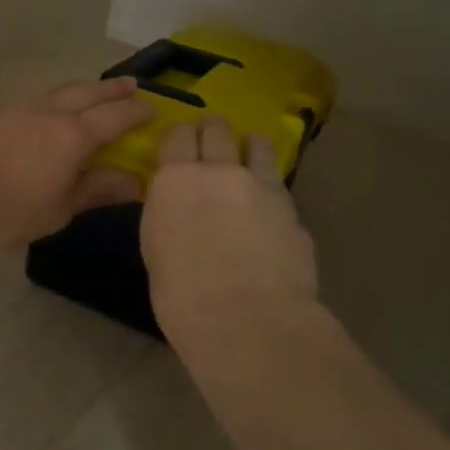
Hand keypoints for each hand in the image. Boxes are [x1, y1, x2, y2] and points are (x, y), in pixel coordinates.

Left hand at [0, 77, 151, 248]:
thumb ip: (95, 191)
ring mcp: (20, 111)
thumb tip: (134, 182)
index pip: (114, 118)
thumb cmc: (7, 208)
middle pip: (88, 93)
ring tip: (94, 94)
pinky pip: (40, 100)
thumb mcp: (58, 209)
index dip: (136, 113)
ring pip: (60, 92)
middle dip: (112, 89)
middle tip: (132, 85)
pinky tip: (52, 113)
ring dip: (83, 90)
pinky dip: (58, 100)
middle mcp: (50, 114)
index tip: (154, 109)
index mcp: (73, 136)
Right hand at [142, 118, 318, 340]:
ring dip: (249, 147)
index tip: (178, 147)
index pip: (177, 134)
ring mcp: (261, 185)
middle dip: (213, 131)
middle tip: (211, 144)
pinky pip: (278, 181)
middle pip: (217, 128)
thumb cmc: (183, 296)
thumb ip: (170, 214)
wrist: (248, 321)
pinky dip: (270, 184)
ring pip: (258, 143)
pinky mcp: (292, 206)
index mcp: (175, 180)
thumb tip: (179, 207)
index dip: (179, 137)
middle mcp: (219, 170)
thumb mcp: (157, 248)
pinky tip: (268, 204)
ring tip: (248, 159)